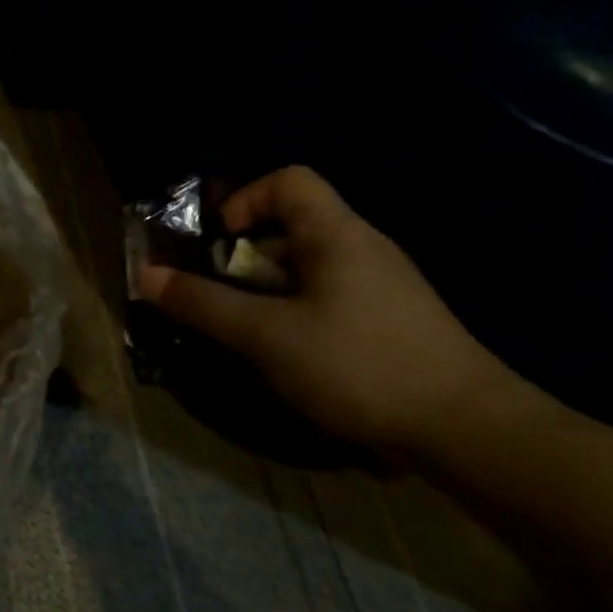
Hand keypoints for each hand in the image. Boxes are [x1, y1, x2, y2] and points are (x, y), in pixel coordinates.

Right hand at [134, 166, 516, 458]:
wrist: (467, 430)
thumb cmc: (358, 365)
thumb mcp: (265, 336)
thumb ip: (203, 304)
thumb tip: (144, 275)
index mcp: (338, 236)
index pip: (289, 181)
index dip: (245, 200)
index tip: (221, 243)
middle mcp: (364, 249)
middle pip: (294, 224)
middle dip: (246, 254)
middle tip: (220, 292)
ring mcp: (383, 286)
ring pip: (310, 266)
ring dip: (267, 288)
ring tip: (246, 327)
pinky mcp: (391, 321)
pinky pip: (329, 295)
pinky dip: (296, 310)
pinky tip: (288, 352)